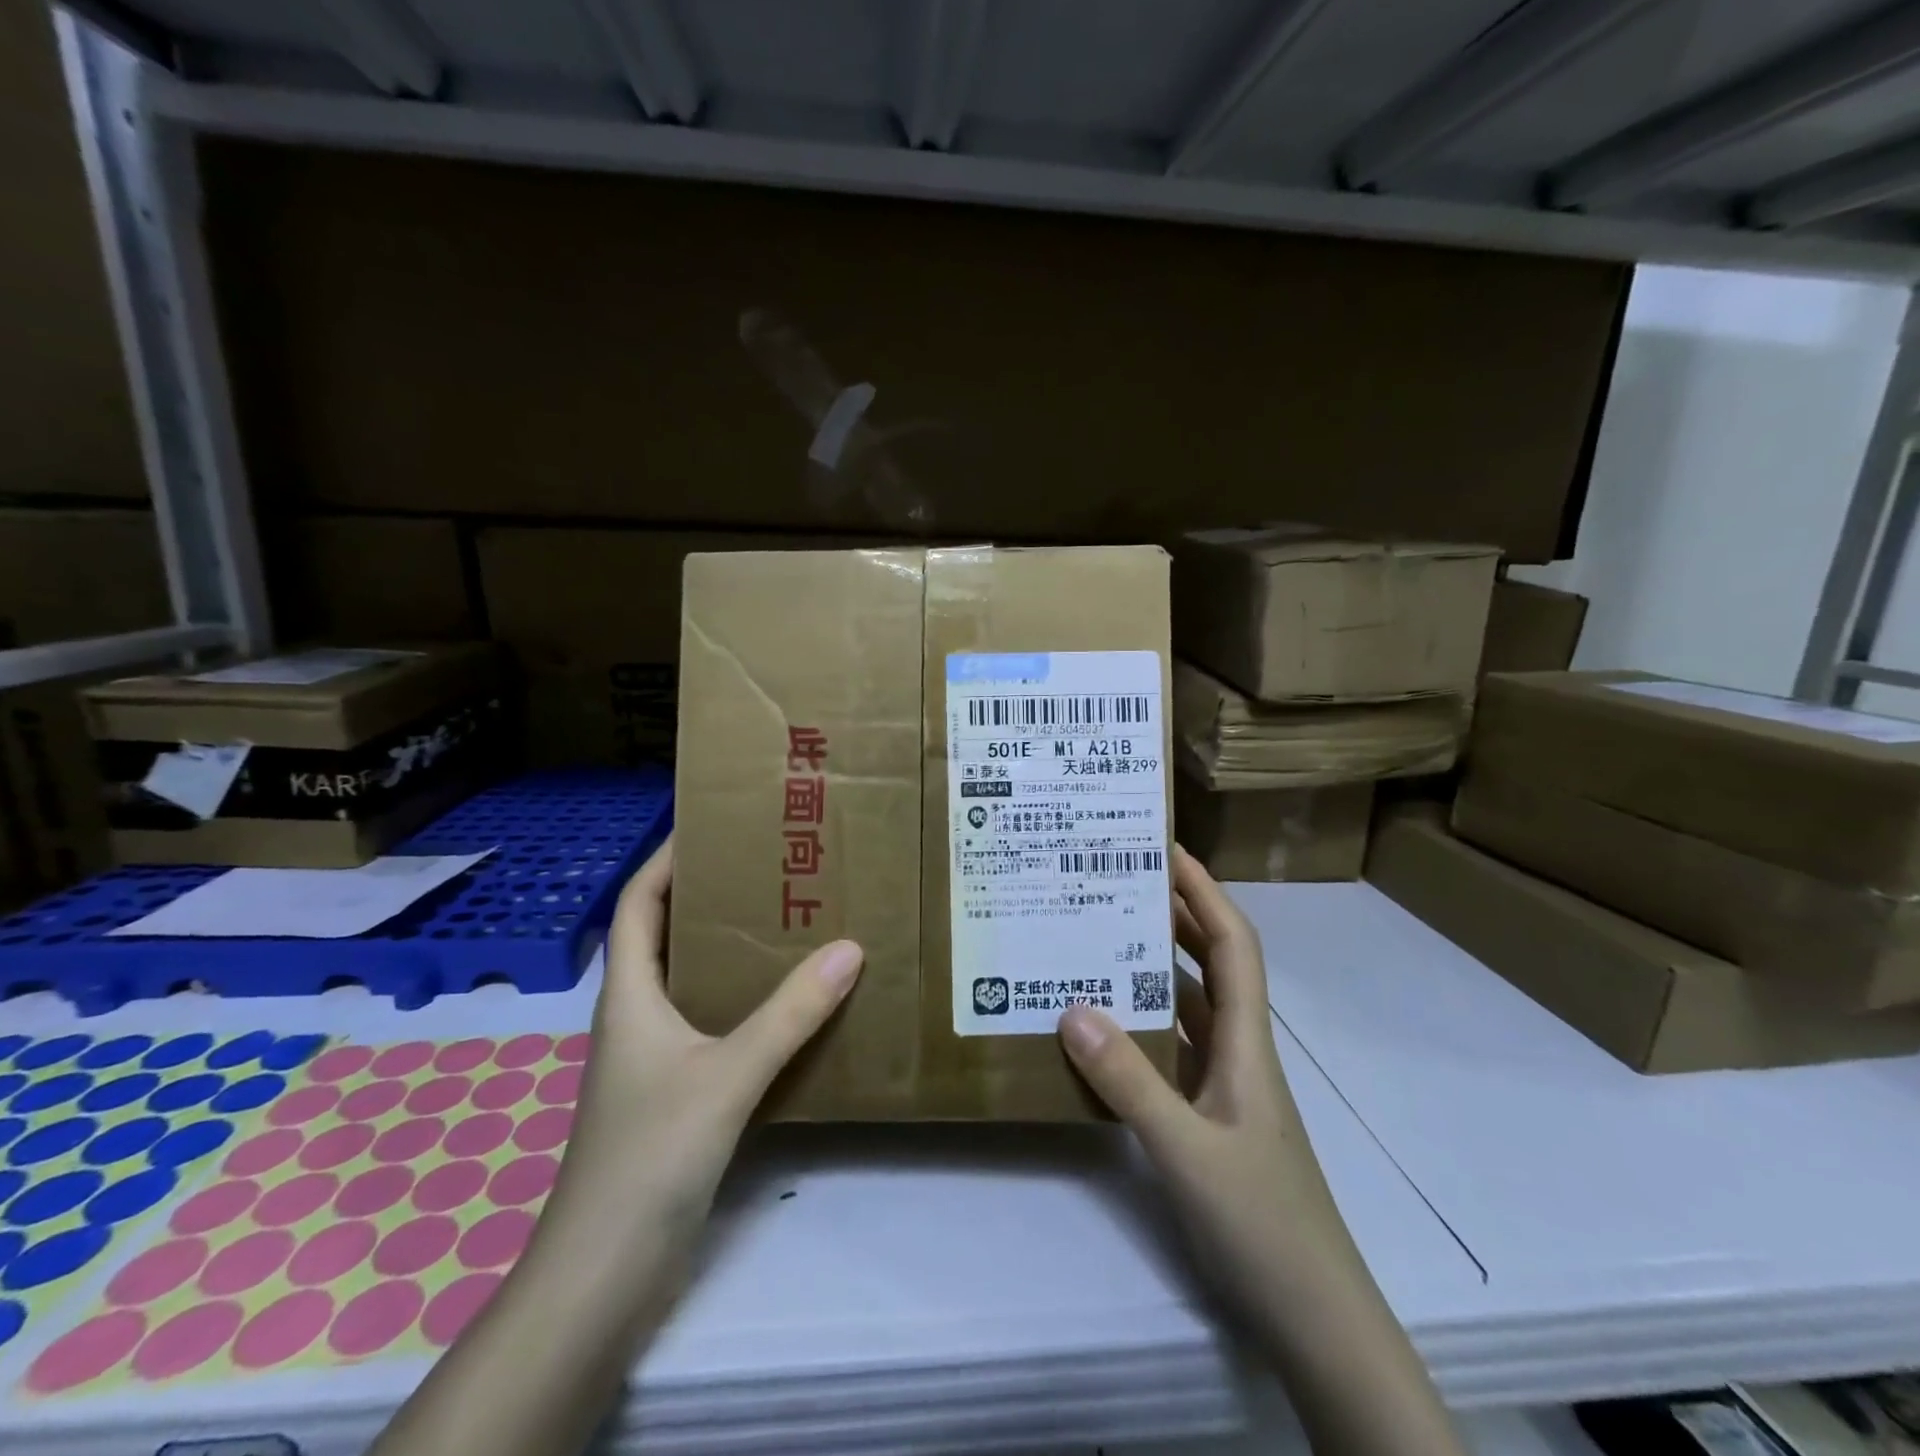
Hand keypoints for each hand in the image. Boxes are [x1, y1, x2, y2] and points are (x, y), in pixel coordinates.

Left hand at [535, 836, 864, 1293]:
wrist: (603, 1274)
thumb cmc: (649, 1156)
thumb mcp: (727, 1075)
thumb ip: (790, 1014)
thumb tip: (849, 948)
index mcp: (631, 995)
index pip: (638, 903)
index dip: (666, 860)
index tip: (712, 826)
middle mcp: (638, 1016)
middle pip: (667, 936)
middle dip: (709, 898)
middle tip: (770, 869)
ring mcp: (654, 1058)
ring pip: (692, 981)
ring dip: (730, 951)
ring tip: (788, 922)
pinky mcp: (675, 1093)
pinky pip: (712, 1025)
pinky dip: (743, 1003)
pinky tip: (788, 1005)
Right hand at [1057, 845, 1345, 1312]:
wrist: (1314, 1320)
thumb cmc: (1264, 1225)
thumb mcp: (1188, 1151)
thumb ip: (1129, 1082)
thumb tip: (1072, 1007)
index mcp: (1247, 1042)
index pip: (1232, 944)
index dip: (1204, 891)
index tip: (1165, 850)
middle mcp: (1239, 1051)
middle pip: (1210, 963)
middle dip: (1174, 914)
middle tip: (1118, 881)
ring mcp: (1225, 1086)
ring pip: (1189, 1005)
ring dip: (1153, 968)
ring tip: (1099, 937)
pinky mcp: (1208, 1117)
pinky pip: (1172, 1049)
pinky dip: (1142, 1024)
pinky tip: (1103, 1027)